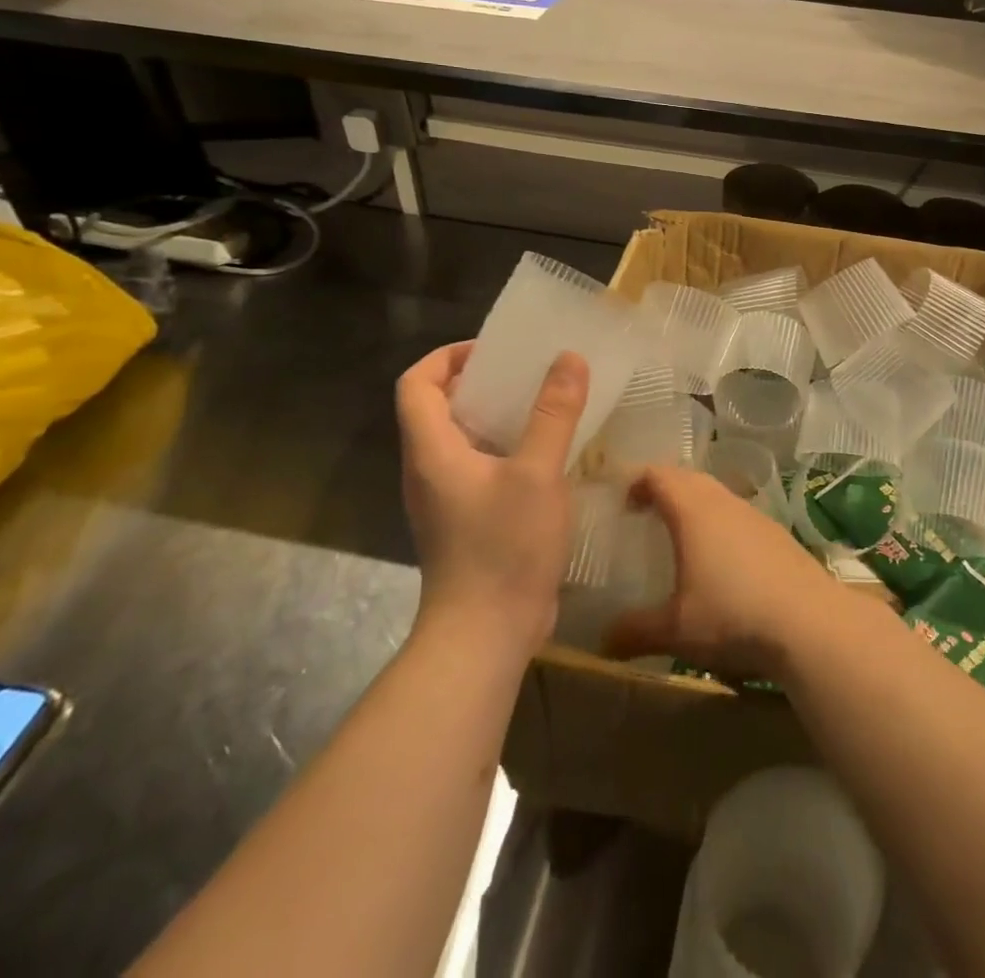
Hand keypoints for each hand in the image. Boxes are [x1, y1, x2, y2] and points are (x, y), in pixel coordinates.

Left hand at [395, 342, 589, 650]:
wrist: (486, 634)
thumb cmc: (504, 547)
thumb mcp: (537, 473)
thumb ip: (553, 414)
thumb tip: (569, 358)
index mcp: (431, 451)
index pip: (415, 384)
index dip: (447, 357)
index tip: (493, 350)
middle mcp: (429, 470)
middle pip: (437, 407)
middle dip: (477, 380)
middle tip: (527, 371)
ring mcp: (447, 499)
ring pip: (461, 439)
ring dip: (495, 414)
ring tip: (542, 404)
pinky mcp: (467, 521)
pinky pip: (480, 467)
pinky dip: (505, 447)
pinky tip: (546, 453)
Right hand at [604, 465, 841, 679]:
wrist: (809, 622)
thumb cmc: (732, 615)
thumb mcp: (675, 630)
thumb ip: (635, 631)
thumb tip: (602, 642)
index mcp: (693, 510)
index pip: (659, 475)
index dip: (637, 480)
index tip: (621, 500)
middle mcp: (724, 502)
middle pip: (688, 478)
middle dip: (664, 489)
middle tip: (644, 514)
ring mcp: (755, 515)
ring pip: (717, 495)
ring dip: (695, 506)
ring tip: (679, 537)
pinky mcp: (777, 534)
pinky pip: (738, 515)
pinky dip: (720, 524)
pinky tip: (720, 561)